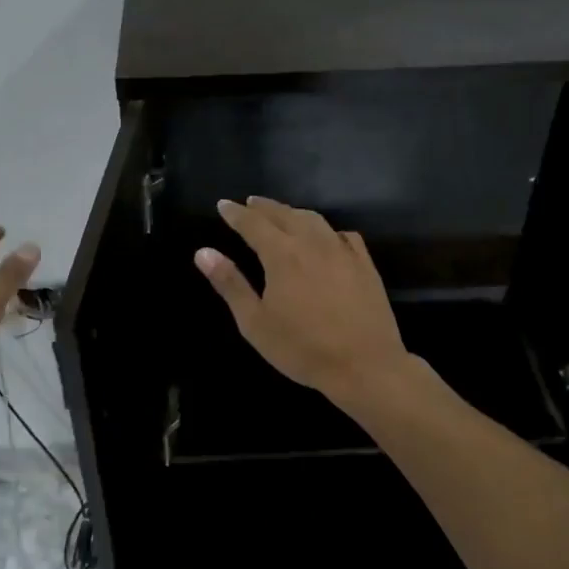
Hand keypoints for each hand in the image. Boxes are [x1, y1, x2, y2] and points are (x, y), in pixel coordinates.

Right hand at [194, 197, 407, 403]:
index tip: (223, 204)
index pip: (253, 223)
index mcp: (282, 254)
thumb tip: (203, 252)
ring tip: (282, 215)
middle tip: (249, 203)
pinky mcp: (364, 264)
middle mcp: (312, 243)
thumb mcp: (255, 322)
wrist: (364, 365)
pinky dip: (327, 230)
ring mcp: (342, 251)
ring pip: (314, 220)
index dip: (236, 213)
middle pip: (284, 214)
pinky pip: (343, 235)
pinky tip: (326, 237)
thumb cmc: (302, 348)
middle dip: (263, 207)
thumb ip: (230, 284)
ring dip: (293, 213)